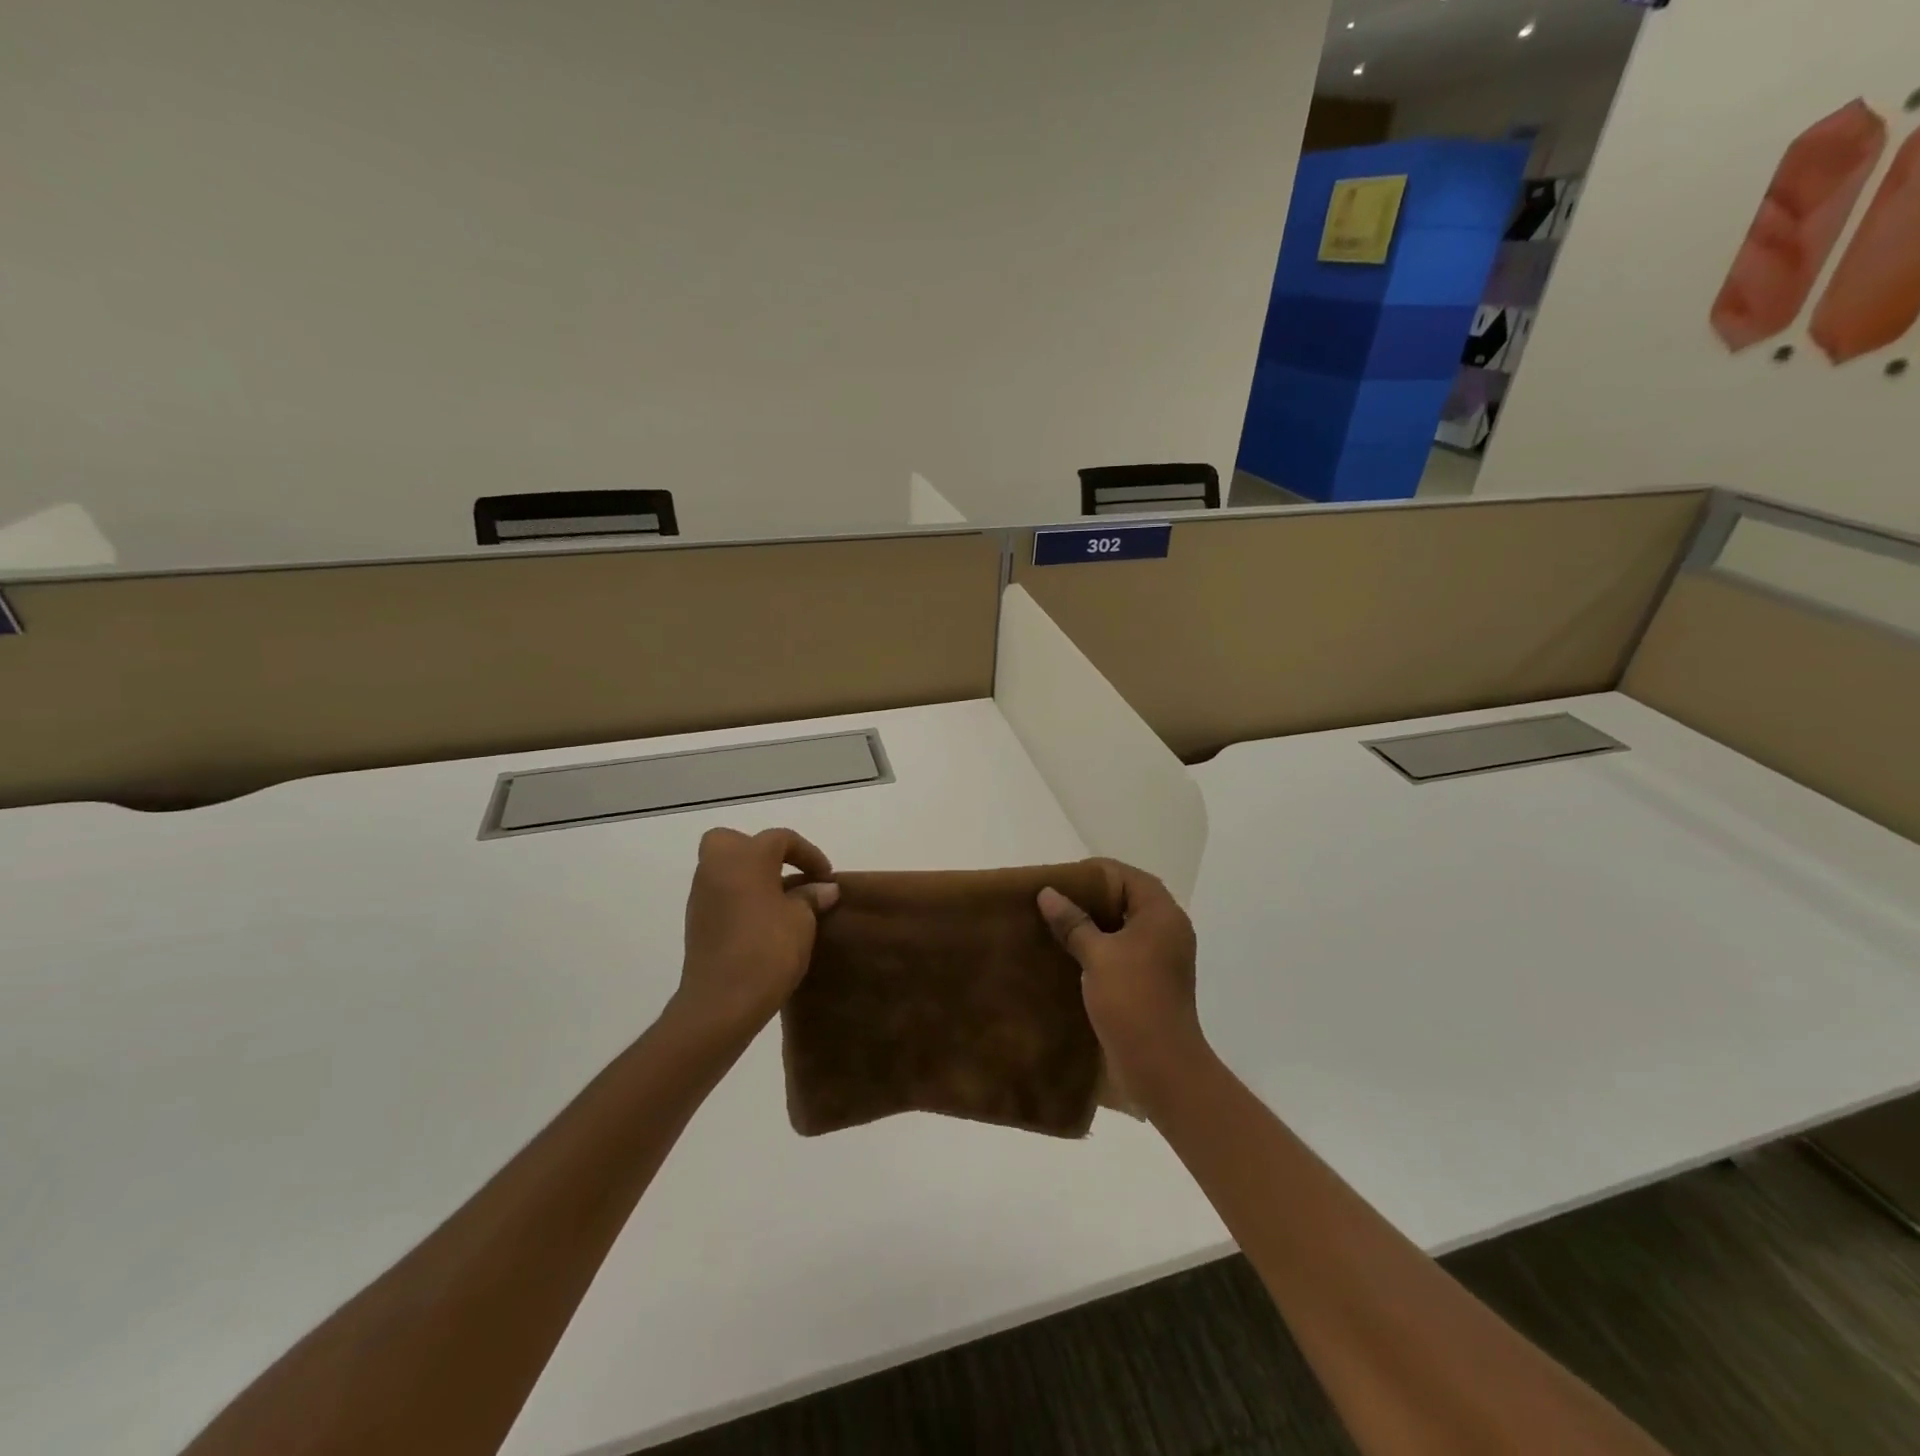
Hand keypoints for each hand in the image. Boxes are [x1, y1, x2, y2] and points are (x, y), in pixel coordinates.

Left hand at [674, 827, 839, 1037]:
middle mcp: (717, 867)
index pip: (781, 839)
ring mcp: (702, 895)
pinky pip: (721, 894)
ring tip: (782, 902)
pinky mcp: (697, 922)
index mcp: (745, 857)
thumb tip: (823, 889)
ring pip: (725, 868)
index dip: (809, 854)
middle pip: (735, 841)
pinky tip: (763, 922)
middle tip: (787, 874)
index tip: (826, 878)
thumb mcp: (802, 921)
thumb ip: (811, 897)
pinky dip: (740, 898)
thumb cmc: (767, 950)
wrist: (721, 1003)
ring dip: (751, 877)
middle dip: (762, 852)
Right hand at [1038, 860, 1205, 1104]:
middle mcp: (1167, 930)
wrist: (1161, 1067)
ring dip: (1093, 924)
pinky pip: (1123, 951)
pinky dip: (1099, 947)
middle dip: (1091, 898)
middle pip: (1127, 899)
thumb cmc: (1132, 1000)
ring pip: (1123, 927)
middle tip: (1053, 901)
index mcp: (1162, 915)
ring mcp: (1161, 958)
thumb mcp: (1098, 956)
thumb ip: (1073, 922)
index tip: (1061, 880)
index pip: (1129, 877)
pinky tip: (1069, 955)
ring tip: (1055, 925)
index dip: (1096, 873)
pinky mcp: (1151, 982)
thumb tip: (1047, 893)